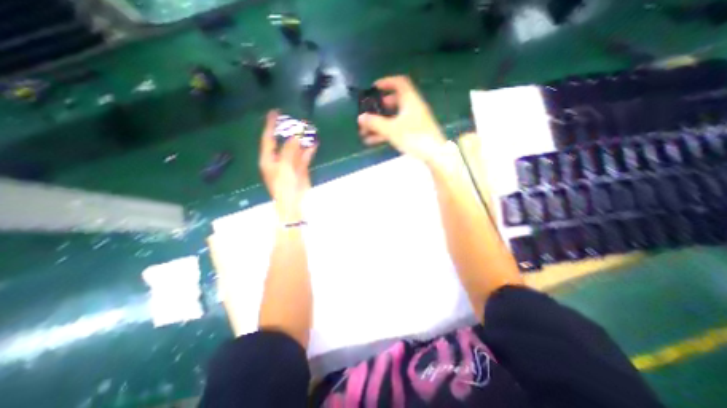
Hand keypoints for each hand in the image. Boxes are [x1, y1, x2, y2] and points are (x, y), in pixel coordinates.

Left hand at [261, 110, 318, 220]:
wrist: (294, 203)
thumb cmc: (284, 186)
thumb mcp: (284, 166)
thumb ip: (289, 150)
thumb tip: (296, 136)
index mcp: (269, 159)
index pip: (268, 138)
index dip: (270, 125)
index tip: (275, 112)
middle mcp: (279, 159)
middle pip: (284, 142)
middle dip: (291, 131)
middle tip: (298, 121)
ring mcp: (290, 164)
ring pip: (296, 148)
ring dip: (302, 140)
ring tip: (309, 129)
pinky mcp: (301, 169)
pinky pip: (305, 156)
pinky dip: (309, 150)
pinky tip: (314, 143)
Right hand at [357, 76, 448, 163]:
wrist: (434, 154)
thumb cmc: (414, 137)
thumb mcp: (391, 130)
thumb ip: (375, 123)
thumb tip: (360, 118)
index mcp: (410, 100)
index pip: (399, 82)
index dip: (386, 82)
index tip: (374, 87)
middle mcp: (413, 107)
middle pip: (396, 101)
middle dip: (381, 106)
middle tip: (371, 111)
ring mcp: (414, 121)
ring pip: (395, 117)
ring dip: (380, 122)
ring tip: (366, 131)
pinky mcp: (414, 132)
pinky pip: (397, 128)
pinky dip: (386, 132)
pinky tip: (373, 141)